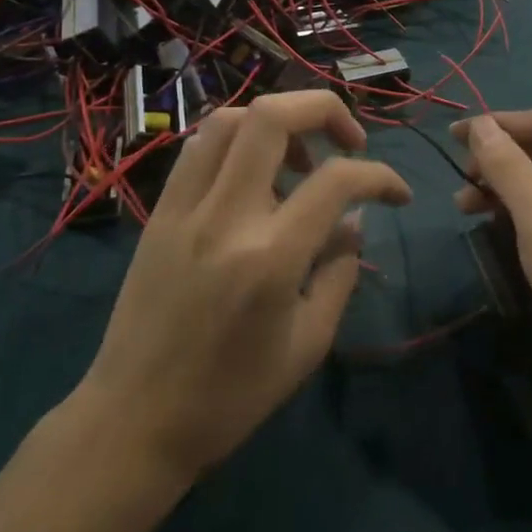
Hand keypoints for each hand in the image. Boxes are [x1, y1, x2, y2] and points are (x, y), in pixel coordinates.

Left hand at [80, 92, 410, 483]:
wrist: (133, 422)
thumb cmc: (229, 397)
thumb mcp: (306, 345)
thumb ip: (339, 273)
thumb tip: (353, 221)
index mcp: (270, 258)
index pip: (337, 180)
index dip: (380, 176)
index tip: (398, 195)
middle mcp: (225, 216)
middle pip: (273, 117)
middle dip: (324, 109)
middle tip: (348, 142)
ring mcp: (184, 208)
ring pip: (230, 119)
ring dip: (277, 121)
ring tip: (299, 158)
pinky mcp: (159, 212)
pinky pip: (199, 147)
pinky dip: (237, 140)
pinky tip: (254, 171)